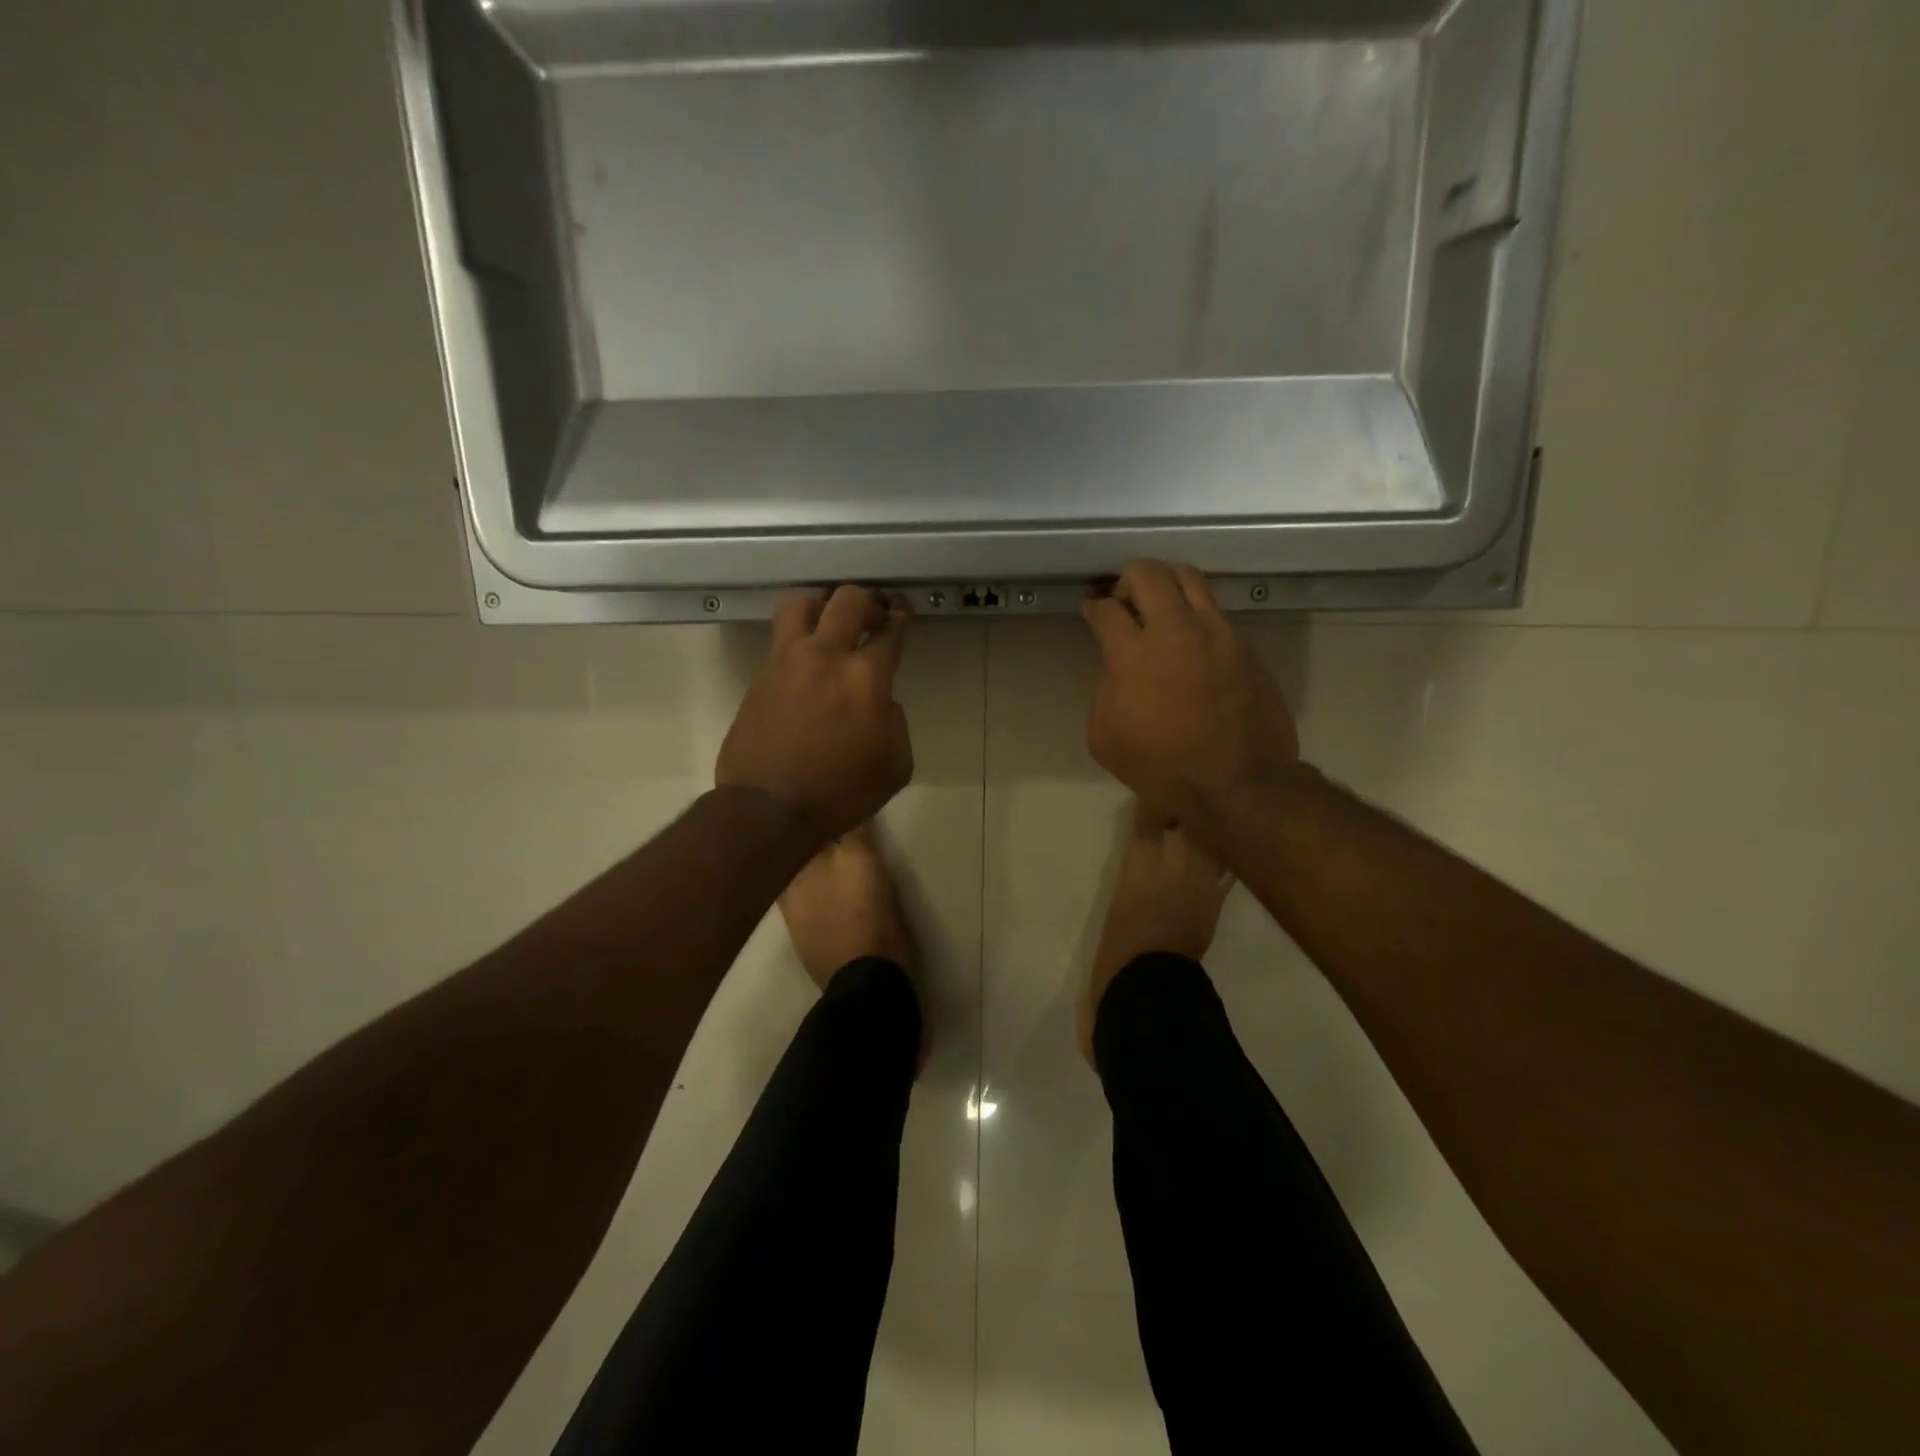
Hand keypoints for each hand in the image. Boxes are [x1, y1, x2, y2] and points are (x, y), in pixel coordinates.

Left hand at [718, 586, 914, 842]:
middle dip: (867, 600)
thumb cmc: (841, 792)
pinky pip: (780, 637)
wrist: (770, 809)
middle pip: (847, 601)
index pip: (889, 632)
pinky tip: (807, 656)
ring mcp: (786, 661)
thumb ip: (895, 721)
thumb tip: (881, 702)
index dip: (899, 617)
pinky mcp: (760, 675)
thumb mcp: (895, 765)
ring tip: (830, 621)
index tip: (901, 611)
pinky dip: (798, 636)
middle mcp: (825, 656)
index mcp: (866, 677)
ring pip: (802, 603)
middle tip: (873, 611)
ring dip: (822, 605)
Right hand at [1082, 562, 1299, 831]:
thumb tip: (1120, 671)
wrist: (1238, 783)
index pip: (1107, 609)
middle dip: (1128, 580)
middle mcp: (1177, 630)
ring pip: (1190, 578)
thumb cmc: (1162, 767)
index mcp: (1134, 655)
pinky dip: (1196, 615)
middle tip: (1125, 602)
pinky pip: (1216, 611)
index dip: (1094, 605)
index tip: (1093, 609)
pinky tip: (1192, 641)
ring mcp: (1218, 633)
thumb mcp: (1105, 737)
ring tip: (1161, 608)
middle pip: (1148, 573)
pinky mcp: (1246, 645)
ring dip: (1167, 584)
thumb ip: (1105, 691)